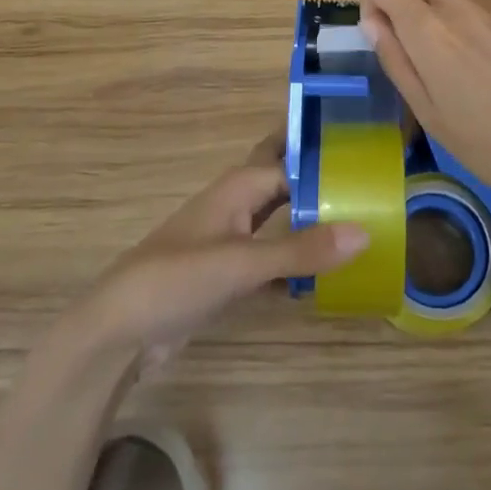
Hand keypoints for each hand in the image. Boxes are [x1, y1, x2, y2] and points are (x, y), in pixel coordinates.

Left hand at [76, 132, 369, 371]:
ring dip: (309, 219)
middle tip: (367, 180)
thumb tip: (365, 232)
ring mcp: (231, 238)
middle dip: (317, 178)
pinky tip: (323, 275)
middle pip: (284, 181)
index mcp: (240, 186)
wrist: (119, 331)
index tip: (370, 158)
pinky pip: (271, 255)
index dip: (328, 158)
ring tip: (357, 221)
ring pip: (279, 218)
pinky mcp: (227, 272)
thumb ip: (301, 249)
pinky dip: (294, 259)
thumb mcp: (242, 264)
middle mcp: (238, 203)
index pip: (294, 162)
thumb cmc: (177, 278)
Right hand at [345, 0, 490, 210]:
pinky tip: (468, 57)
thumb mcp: (427, 111)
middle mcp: (459, 5)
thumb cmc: (486, 144)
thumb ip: (395, 57)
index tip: (356, 0)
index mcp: (429, 30)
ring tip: (424, 43)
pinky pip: (475, 3)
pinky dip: (455, 14)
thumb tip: (371, 19)